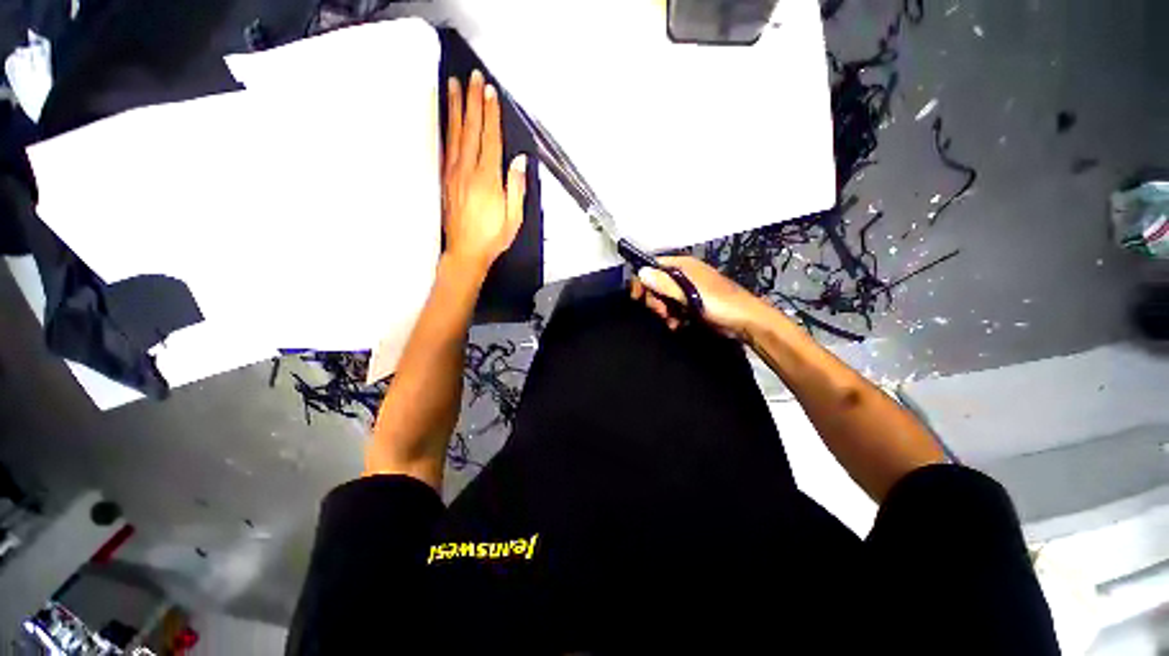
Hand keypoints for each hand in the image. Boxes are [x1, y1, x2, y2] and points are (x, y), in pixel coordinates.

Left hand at [443, 70, 527, 272]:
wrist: (466, 251)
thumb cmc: (492, 237)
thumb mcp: (514, 217)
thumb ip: (516, 188)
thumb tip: (519, 162)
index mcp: (487, 180)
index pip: (489, 139)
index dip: (490, 114)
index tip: (490, 92)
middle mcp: (468, 172)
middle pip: (470, 130)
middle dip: (473, 102)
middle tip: (473, 78)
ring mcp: (453, 174)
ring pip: (455, 134)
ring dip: (456, 108)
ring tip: (454, 86)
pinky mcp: (446, 179)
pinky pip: (446, 147)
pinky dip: (447, 128)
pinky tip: (447, 118)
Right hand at [630, 256, 767, 337]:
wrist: (746, 322)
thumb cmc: (719, 303)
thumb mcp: (689, 293)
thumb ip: (665, 283)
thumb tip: (641, 272)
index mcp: (683, 265)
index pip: (653, 266)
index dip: (643, 280)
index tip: (638, 297)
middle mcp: (683, 274)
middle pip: (656, 283)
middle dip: (654, 299)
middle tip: (661, 312)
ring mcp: (688, 289)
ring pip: (663, 298)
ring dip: (663, 311)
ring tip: (672, 321)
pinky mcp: (692, 303)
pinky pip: (673, 307)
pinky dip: (672, 316)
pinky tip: (677, 324)